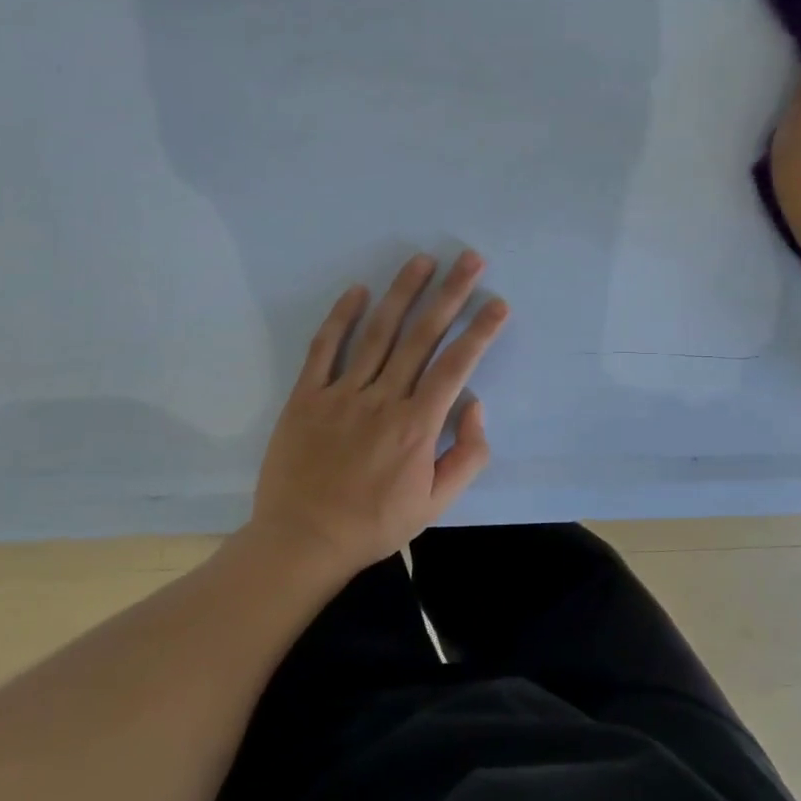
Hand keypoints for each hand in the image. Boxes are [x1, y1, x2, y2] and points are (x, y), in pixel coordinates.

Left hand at [250, 250, 508, 578]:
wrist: (302, 542)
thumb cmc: (375, 523)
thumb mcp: (436, 504)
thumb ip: (467, 455)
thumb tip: (475, 406)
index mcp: (417, 425)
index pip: (456, 366)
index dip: (480, 332)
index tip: (498, 303)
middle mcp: (383, 399)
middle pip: (422, 336)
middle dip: (450, 294)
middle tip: (470, 259)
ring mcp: (342, 394)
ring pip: (379, 333)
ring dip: (403, 293)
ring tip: (422, 260)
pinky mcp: (306, 397)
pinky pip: (325, 349)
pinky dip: (341, 317)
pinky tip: (358, 290)